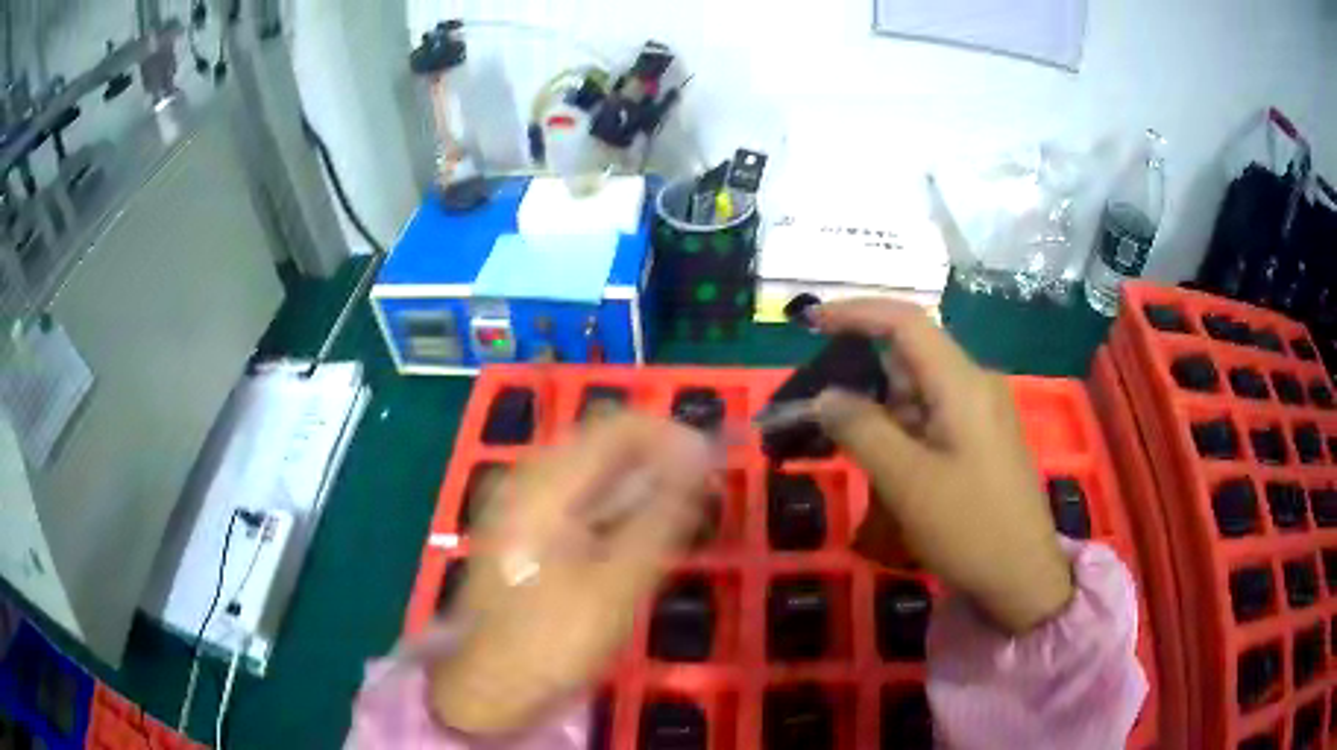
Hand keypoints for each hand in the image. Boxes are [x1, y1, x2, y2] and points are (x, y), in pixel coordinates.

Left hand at [430, 412, 712, 734]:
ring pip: (594, 472)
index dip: (672, 436)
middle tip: (702, 498)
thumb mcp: (618, 583)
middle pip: (605, 444)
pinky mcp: (525, 530)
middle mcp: (528, 479)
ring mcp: (522, 504)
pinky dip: (616, 508)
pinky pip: (580, 499)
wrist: (490, 687)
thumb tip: (700, 456)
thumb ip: (662, 514)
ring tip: (680, 519)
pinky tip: (639, 538)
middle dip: (659, 461)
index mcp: (544, 483)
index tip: (714, 468)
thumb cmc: (554, 640)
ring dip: (640, 485)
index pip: (618, 426)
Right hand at [811, 299, 1072, 634]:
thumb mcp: (908, 482)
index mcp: (963, 384)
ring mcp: (982, 414)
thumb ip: (862, 430)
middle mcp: (975, 386)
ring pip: (918, 392)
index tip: (811, 323)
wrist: (1023, 578)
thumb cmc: (969, 528)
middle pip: (910, 358)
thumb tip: (825, 396)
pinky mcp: (981, 441)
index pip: (905, 322)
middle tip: (817, 409)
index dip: (856, 313)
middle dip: (861, 375)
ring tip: (844, 446)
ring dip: (879, 411)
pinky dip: (900, 431)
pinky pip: (932, 418)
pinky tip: (883, 465)